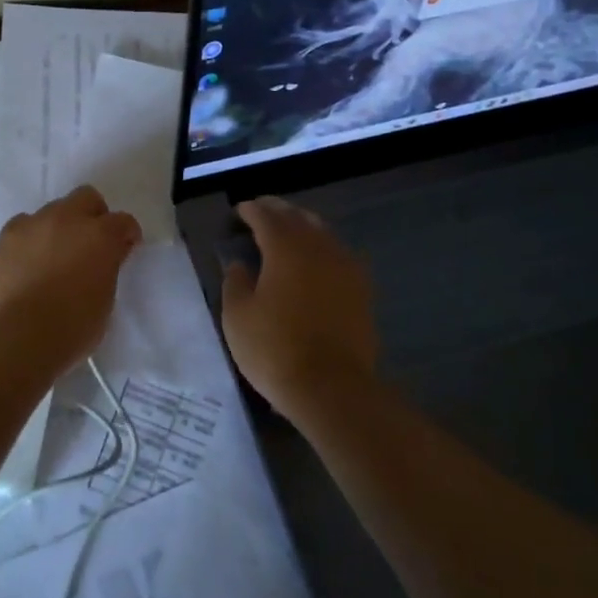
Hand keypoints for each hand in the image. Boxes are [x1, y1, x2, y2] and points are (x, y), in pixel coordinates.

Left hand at [0, 186, 142, 364]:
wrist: (20, 337)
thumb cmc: (72, 327)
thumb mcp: (105, 299)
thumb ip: (108, 268)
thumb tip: (106, 257)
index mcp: (100, 235)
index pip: (123, 221)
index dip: (127, 234)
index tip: (125, 249)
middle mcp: (68, 219)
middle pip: (87, 198)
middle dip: (93, 215)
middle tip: (90, 243)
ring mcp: (34, 223)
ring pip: (53, 210)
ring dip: (60, 226)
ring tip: (54, 254)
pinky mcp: (6, 236)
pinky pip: (25, 224)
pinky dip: (32, 236)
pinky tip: (29, 259)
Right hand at [221, 196, 378, 418]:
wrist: (331, 387)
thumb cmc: (274, 348)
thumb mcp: (237, 316)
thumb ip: (236, 282)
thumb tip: (241, 264)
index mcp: (286, 248)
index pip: (266, 216)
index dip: (251, 210)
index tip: (239, 211)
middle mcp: (319, 247)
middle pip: (298, 218)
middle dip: (278, 211)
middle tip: (261, 212)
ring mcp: (346, 267)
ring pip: (323, 233)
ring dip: (303, 226)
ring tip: (288, 231)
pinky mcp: (362, 289)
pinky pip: (340, 254)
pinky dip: (324, 249)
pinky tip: (317, 259)